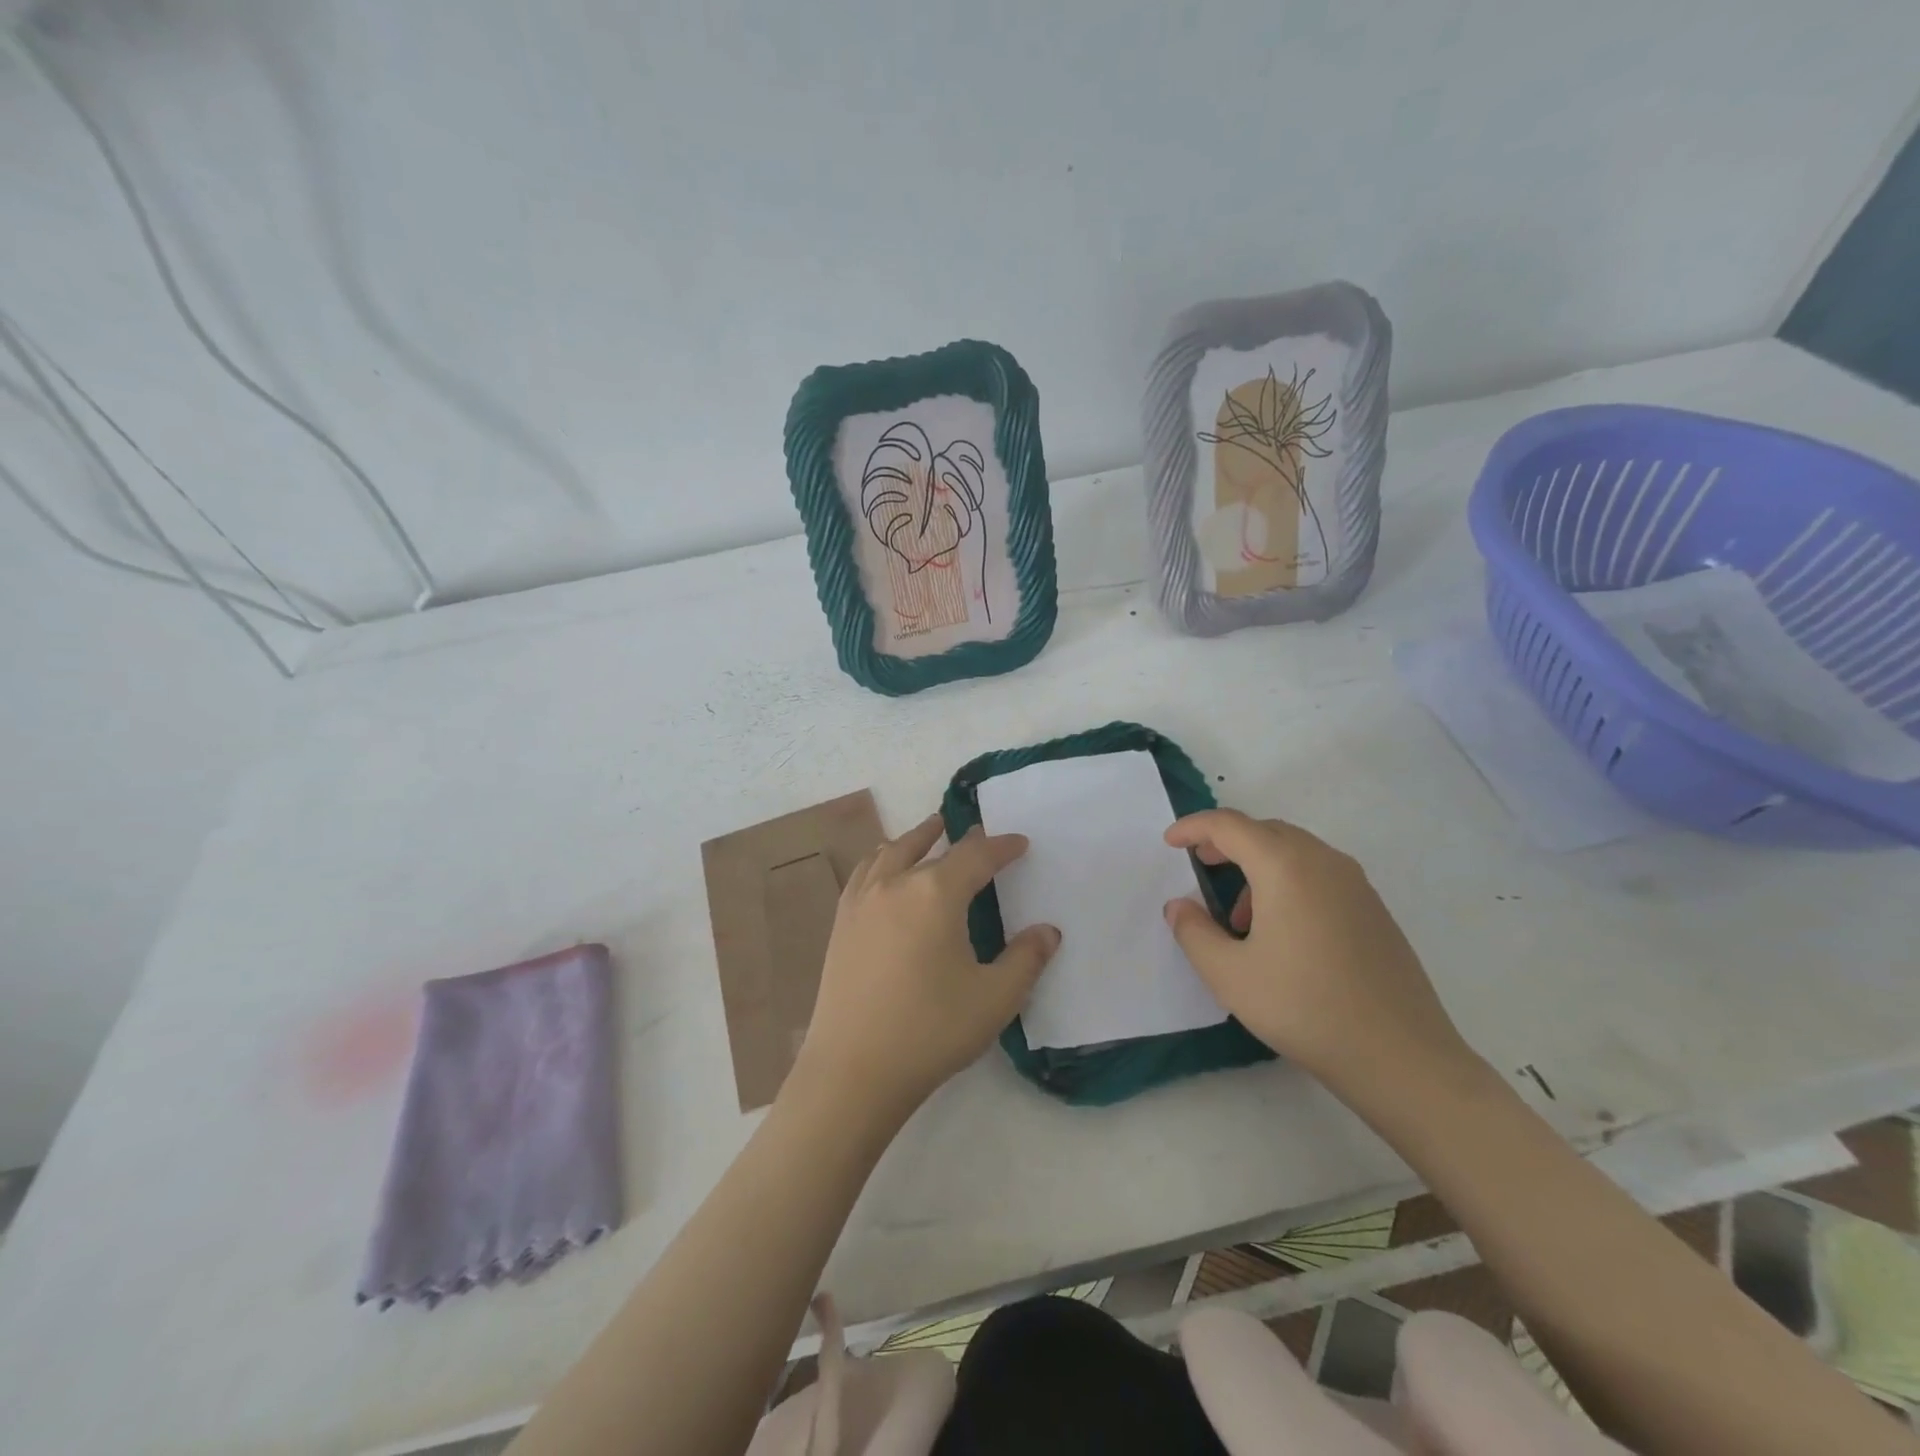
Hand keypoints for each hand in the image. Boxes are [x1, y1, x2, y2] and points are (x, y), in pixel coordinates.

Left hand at [792, 813, 1059, 1122]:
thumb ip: (1026, 959)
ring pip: (891, 851)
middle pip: (932, 847)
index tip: (1020, 843)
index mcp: (936, 893)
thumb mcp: (994, 998)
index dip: (1002, 846)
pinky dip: (883, 858)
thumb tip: (1048, 931)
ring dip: (916, 838)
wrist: (853, 1069)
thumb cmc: (931, 1030)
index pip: (976, 856)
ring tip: (930, 832)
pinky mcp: (841, 922)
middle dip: (962, 840)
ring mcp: (862, 900)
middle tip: (979, 836)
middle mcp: (896, 883)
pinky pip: (865, 872)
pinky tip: (885, 870)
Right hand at [1162, 809, 1473, 1092]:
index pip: (1229, 825)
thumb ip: (1193, 932)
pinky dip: (1288, 882)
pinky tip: (1282, 933)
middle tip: (1200, 865)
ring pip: (1295, 852)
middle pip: (1265, 831)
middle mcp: (1323, 862)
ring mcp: (1356, 885)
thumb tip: (1179, 906)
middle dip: (1226, 842)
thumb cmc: (1303, 1008)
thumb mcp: (1229, 975)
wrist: (1400, 1057)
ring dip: (1258, 866)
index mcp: (1285, 867)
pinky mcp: (1374, 910)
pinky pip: (1319, 875)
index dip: (1193, 827)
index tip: (1169, 843)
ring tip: (1240, 918)